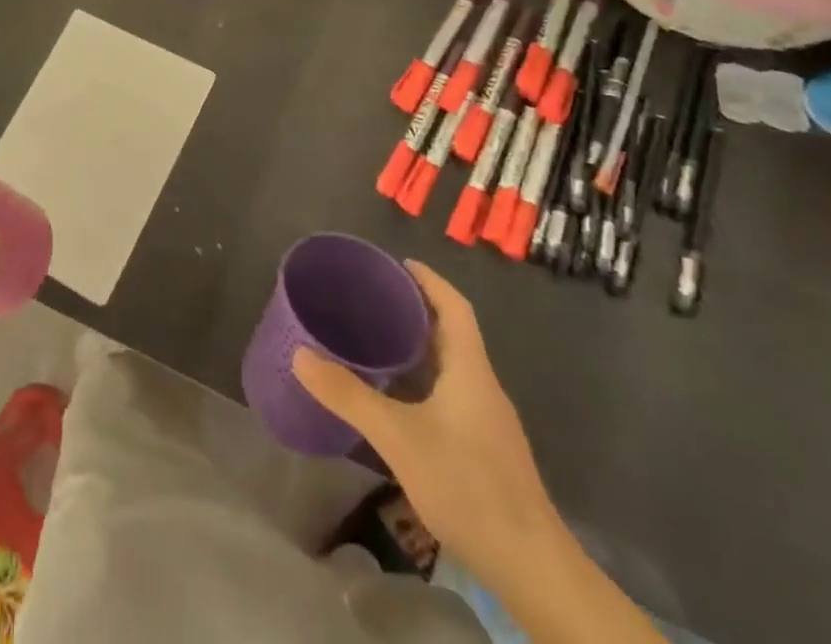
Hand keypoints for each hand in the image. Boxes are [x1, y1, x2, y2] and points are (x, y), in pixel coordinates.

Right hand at [292, 261, 560, 587]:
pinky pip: (453, 393)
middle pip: (453, 332)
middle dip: (417, 310)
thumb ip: (348, 395)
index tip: (397, 263)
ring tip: (377, 339)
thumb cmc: (468, 486)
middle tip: (373, 298)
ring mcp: (488, 421)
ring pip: (453, 366)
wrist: (532, 567)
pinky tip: (398, 398)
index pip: (454, 307)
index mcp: (470, 369)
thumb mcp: (398, 437)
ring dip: (420, 346)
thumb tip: (299, 355)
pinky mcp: (486, 449)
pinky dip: (424, 379)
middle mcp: (483, 386)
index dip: (429, 280)